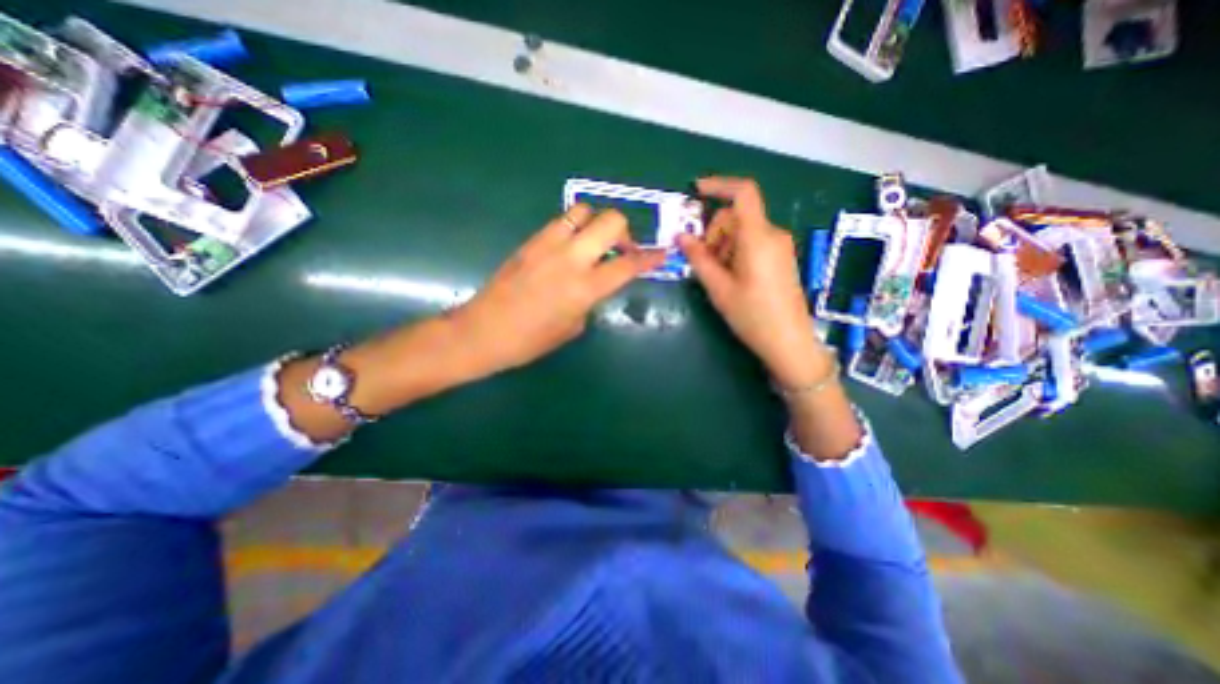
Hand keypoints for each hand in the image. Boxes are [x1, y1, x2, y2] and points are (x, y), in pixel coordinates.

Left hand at [451, 203, 665, 373]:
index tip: (662, 253)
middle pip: (611, 221)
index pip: (628, 266)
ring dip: (597, 224)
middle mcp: (570, 259)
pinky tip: (569, 248)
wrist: (483, 331)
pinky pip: (560, 222)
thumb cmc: (530, 341)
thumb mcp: (572, 327)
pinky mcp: (531, 241)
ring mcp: (548, 245)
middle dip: (625, 232)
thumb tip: (595, 284)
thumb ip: (590, 300)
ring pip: (584, 211)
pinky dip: (574, 228)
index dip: (650, 258)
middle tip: (622, 250)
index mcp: (584, 288)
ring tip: (594, 243)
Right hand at [676, 176, 830, 390]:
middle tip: (706, 263)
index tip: (696, 191)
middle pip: (736, 216)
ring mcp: (779, 246)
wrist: (788, 342)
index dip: (719, 185)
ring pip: (743, 230)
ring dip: (724, 245)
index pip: (743, 193)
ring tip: (720, 277)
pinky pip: (753, 242)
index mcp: (758, 238)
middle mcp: (772, 234)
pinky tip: (733, 277)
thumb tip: (681, 236)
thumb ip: (699, 258)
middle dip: (715, 232)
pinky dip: (736, 251)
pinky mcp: (781, 257)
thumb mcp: (719, 288)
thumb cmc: (752, 316)